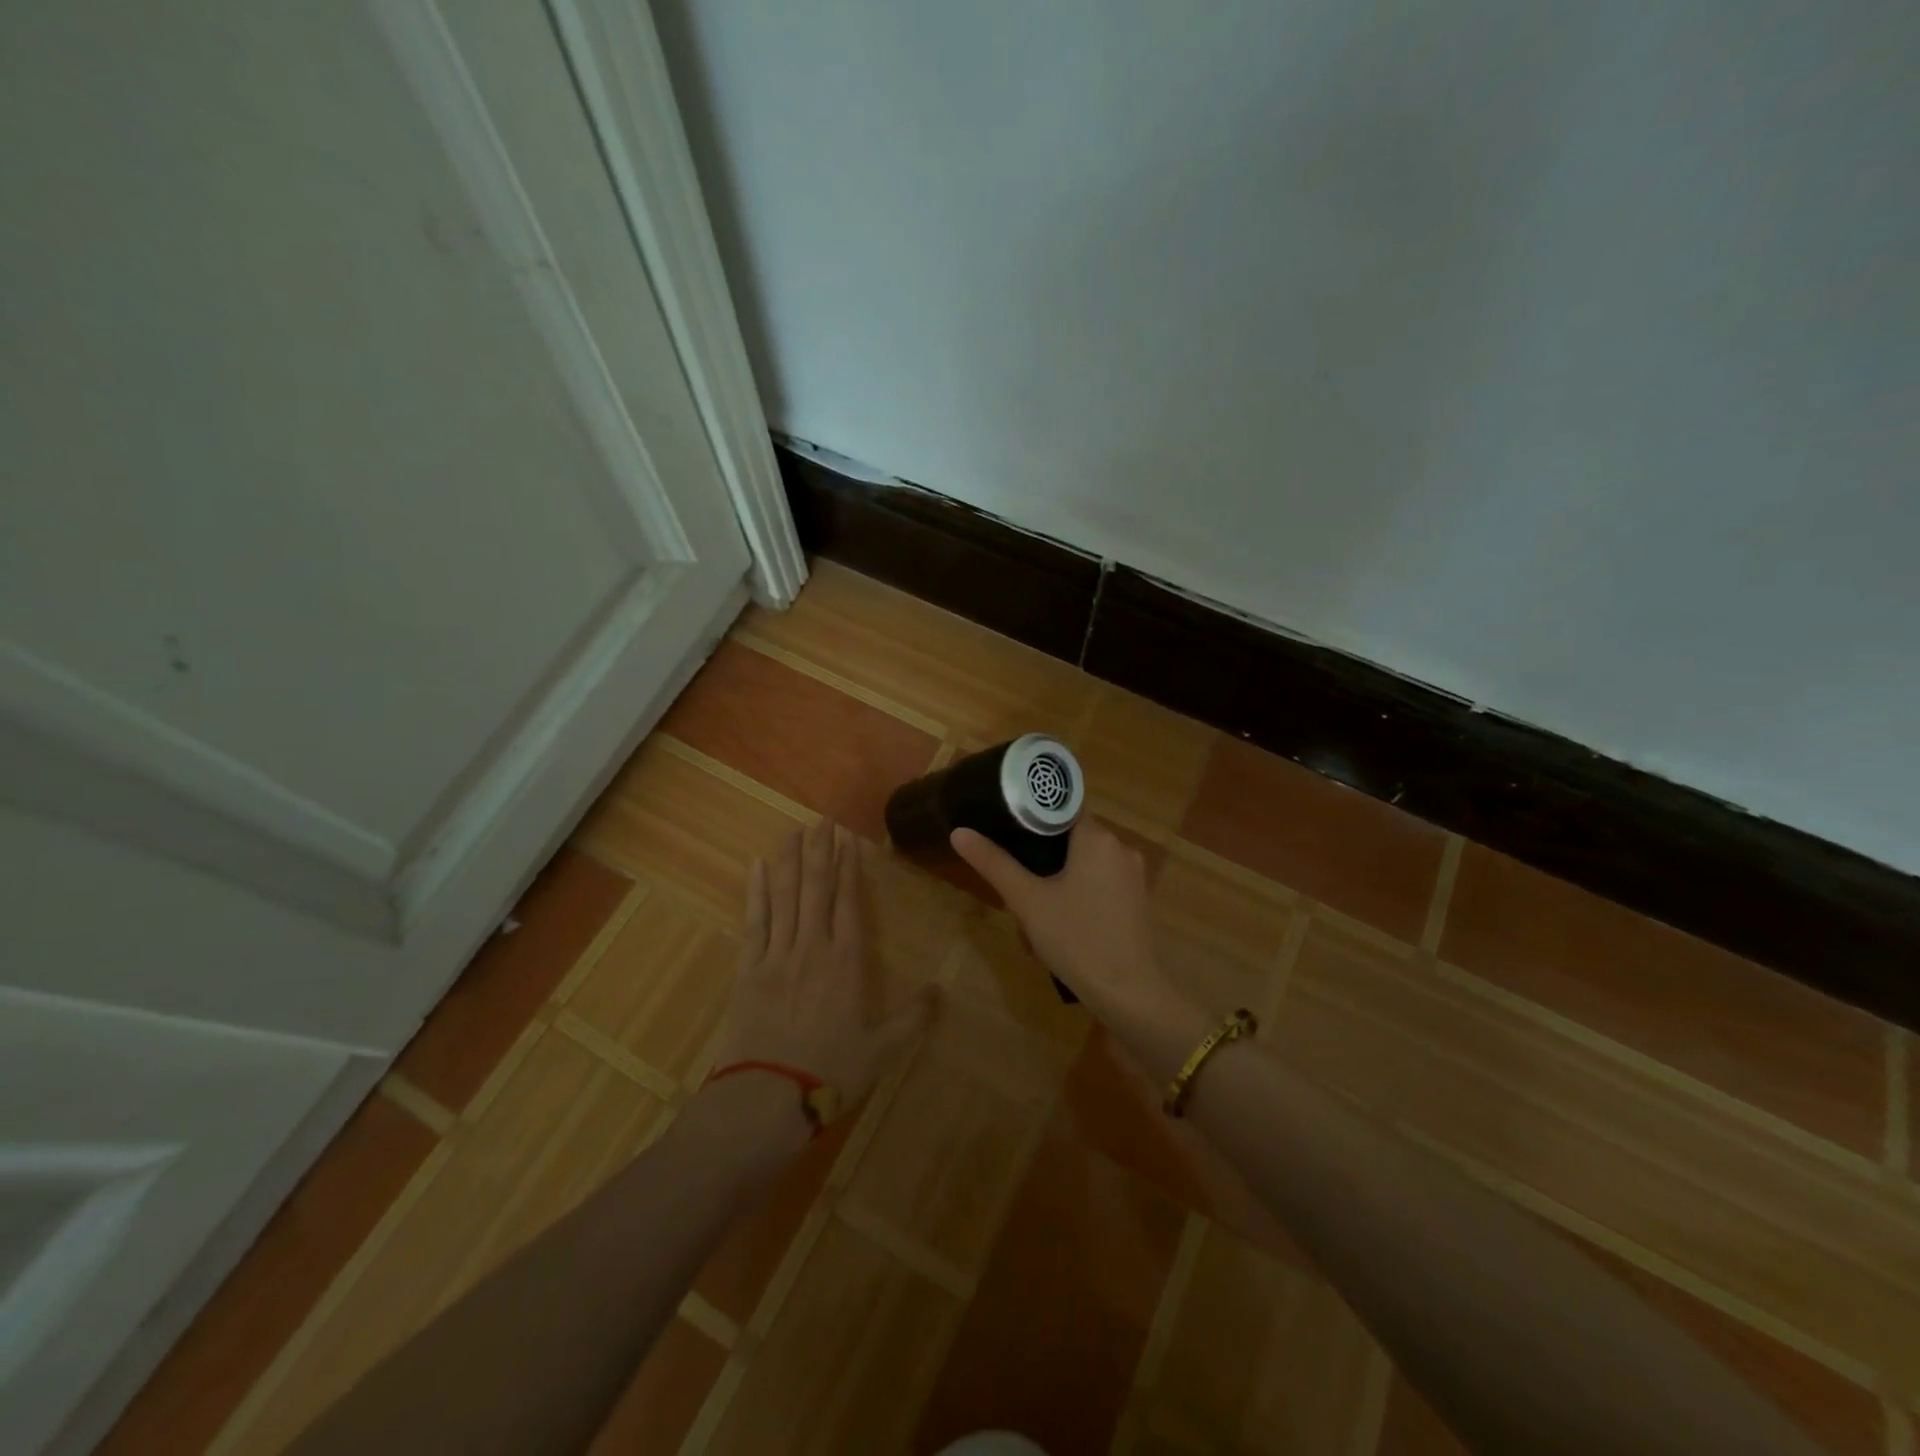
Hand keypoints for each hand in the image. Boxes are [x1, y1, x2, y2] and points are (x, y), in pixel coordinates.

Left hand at [712, 820, 934, 1108]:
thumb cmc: (830, 1071)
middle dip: (820, 851)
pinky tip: (755, 866)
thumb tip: (941, 990)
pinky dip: (755, 891)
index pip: (849, 901)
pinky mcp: (749, 968)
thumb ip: (914, 1018)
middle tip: (821, 820)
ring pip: (784, 895)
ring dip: (789, 860)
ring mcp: (777, 954)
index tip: (848, 840)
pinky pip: (754, 920)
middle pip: (816, 887)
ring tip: (793, 831)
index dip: (849, 867)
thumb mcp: (882, 1049)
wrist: (768, 1097)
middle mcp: (812, 946)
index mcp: (846, 960)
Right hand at [950, 819, 1177, 1017]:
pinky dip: (1078, 894)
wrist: (1130, 995)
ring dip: (1057, 880)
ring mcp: (1133, 876)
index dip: (1032, 816)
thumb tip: (959, 832)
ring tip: (1033, 912)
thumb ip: (994, 863)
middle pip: (1071, 838)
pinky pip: (1100, 884)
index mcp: (1098, 838)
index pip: (1061, 808)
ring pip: (1084, 864)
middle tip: (1016, 884)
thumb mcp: (1027, 901)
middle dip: (1041, 858)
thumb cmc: (1077, 939)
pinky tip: (1061, 925)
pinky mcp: (1136, 901)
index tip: (1006, 832)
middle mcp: (1121, 848)